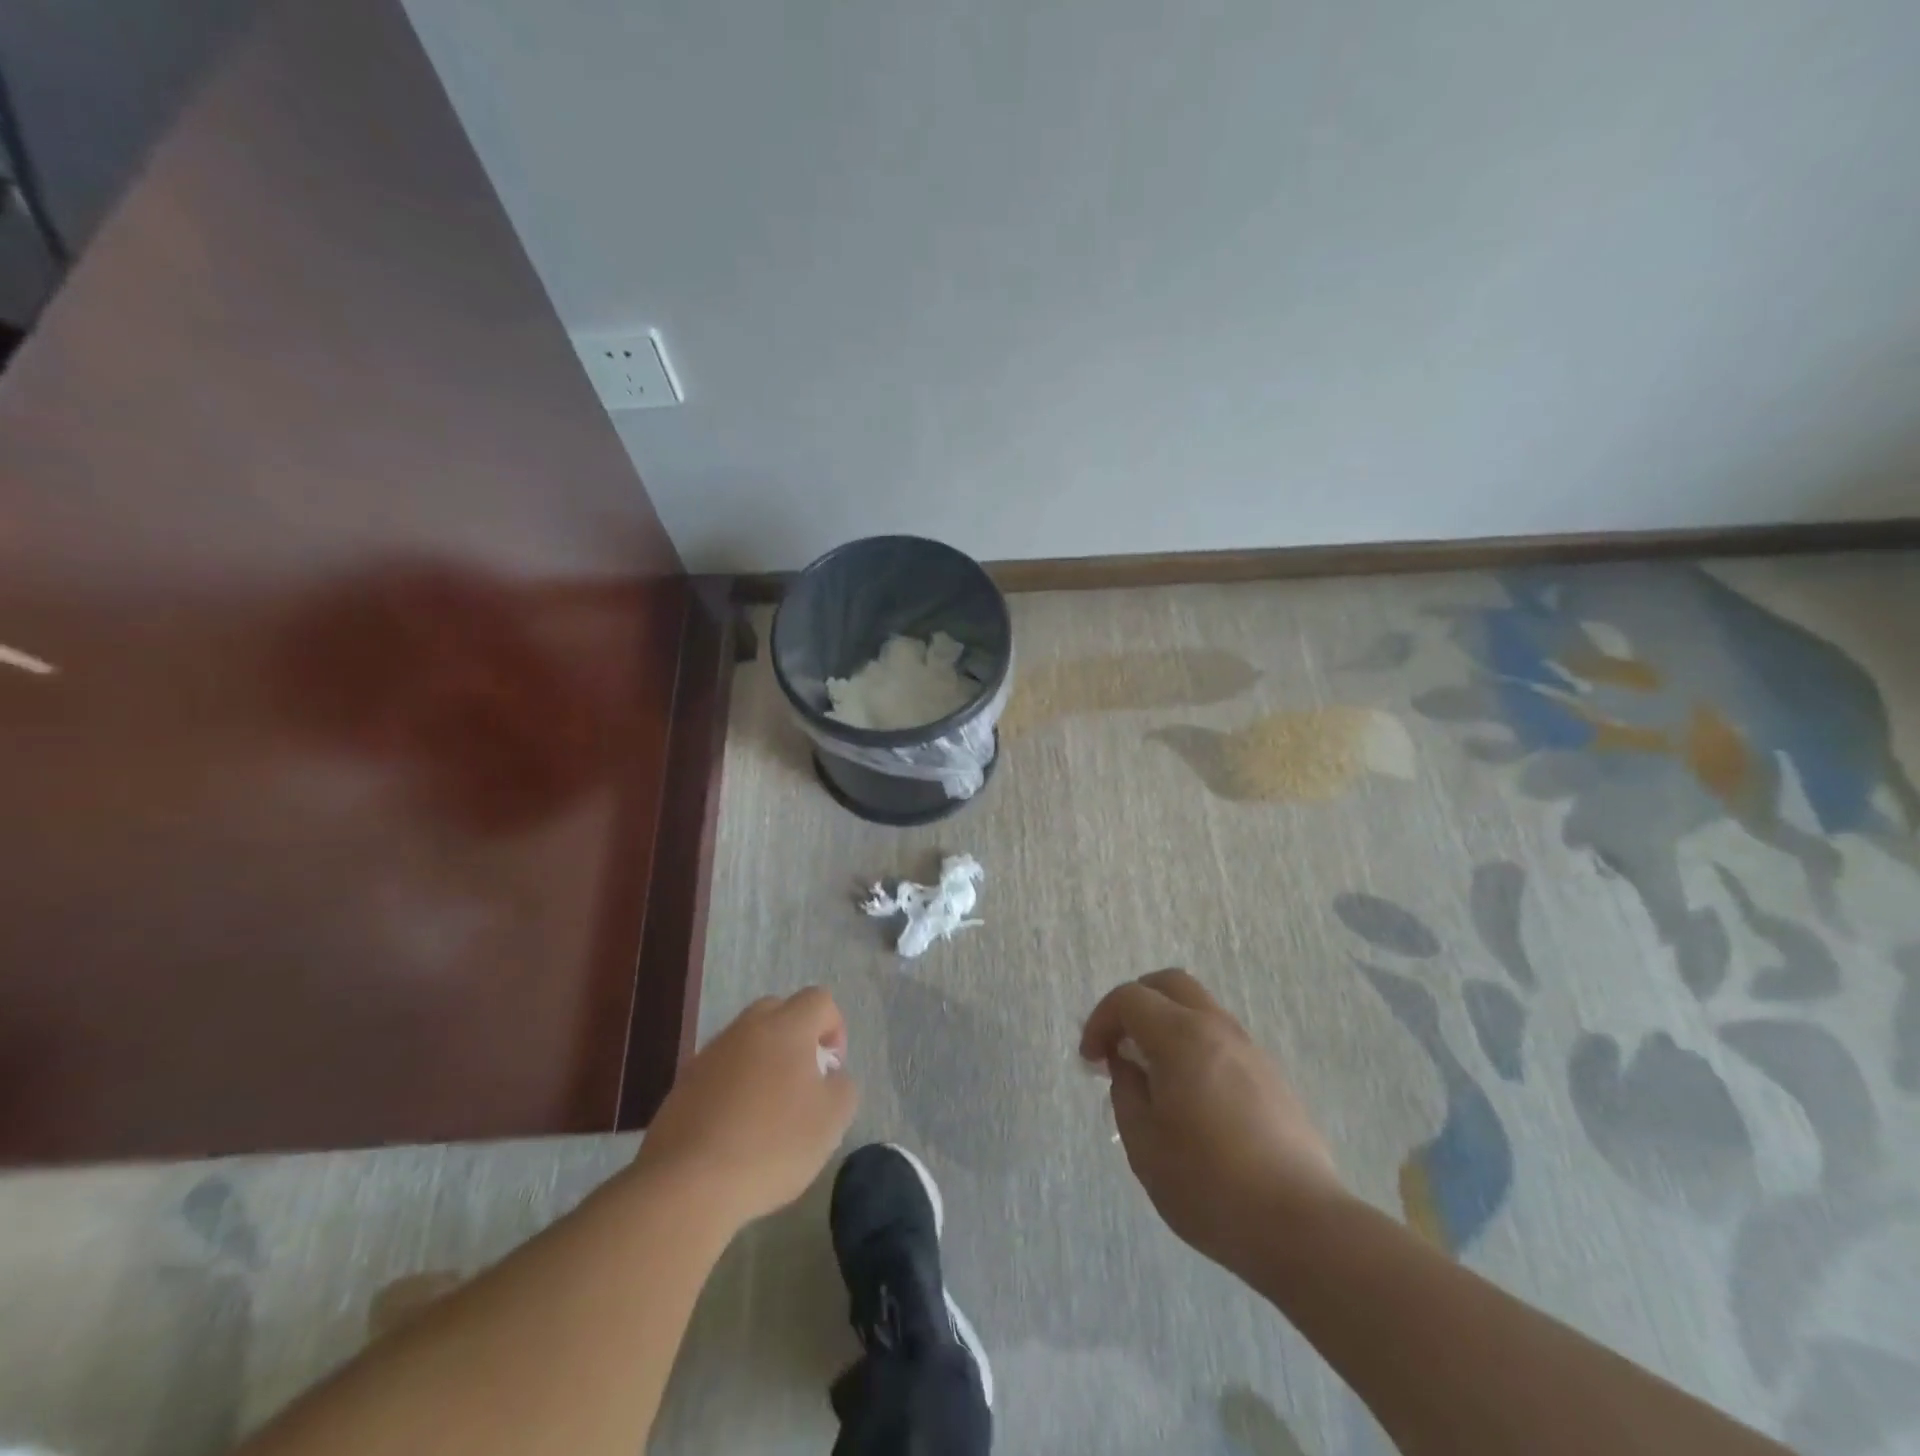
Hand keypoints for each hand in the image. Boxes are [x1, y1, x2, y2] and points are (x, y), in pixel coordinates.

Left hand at [633, 987, 857, 1227]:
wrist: (687, 1186)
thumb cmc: (772, 1145)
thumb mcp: (832, 1119)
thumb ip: (842, 1086)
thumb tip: (829, 1076)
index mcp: (785, 1027)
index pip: (818, 1000)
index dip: (833, 1028)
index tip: (831, 1071)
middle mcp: (746, 1029)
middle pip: (778, 1011)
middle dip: (796, 1038)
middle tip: (802, 1083)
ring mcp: (709, 1054)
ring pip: (746, 1041)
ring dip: (762, 1063)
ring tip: (767, 1113)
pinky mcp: (682, 1085)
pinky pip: (720, 1072)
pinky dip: (734, 1088)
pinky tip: (736, 1131)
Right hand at [1080, 969, 1347, 1273]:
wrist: (1301, 1226)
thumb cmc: (1209, 1185)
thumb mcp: (1144, 1145)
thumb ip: (1126, 1092)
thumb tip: (1128, 1067)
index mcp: (1181, 1037)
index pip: (1129, 998)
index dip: (1100, 1020)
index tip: (1092, 1060)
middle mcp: (1217, 1028)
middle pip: (1169, 984)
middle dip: (1135, 1003)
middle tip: (1120, 1044)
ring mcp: (1251, 1050)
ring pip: (1200, 1008)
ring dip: (1167, 1024)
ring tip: (1154, 1074)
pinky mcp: (1272, 1076)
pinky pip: (1222, 1038)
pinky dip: (1195, 1045)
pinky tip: (1192, 1096)